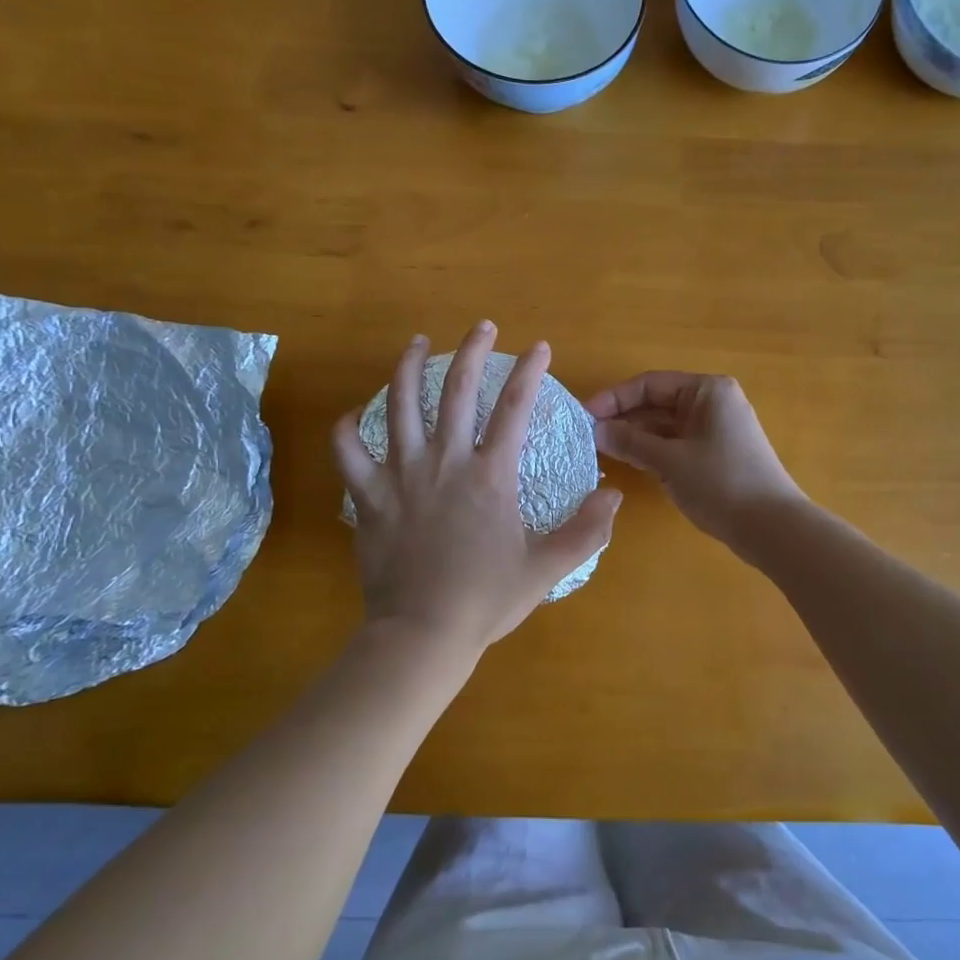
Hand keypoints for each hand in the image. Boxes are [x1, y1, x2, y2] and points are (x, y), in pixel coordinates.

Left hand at [334, 322, 621, 659]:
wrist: (422, 633)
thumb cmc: (486, 600)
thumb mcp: (547, 568)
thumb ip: (586, 530)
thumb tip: (612, 494)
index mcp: (490, 475)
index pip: (515, 407)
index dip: (530, 371)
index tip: (539, 347)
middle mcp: (445, 461)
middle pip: (458, 389)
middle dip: (473, 350)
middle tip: (482, 326)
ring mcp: (401, 474)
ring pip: (400, 404)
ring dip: (408, 367)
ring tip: (415, 343)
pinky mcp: (368, 496)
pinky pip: (347, 451)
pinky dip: (347, 427)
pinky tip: (354, 413)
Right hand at [586, 372, 802, 551]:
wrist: (771, 527)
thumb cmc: (721, 483)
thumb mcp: (670, 461)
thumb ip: (630, 442)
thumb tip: (595, 431)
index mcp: (706, 391)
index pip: (649, 384)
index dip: (614, 399)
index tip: (584, 417)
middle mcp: (712, 403)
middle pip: (657, 403)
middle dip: (623, 419)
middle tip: (587, 437)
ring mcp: (716, 430)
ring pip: (665, 426)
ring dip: (635, 437)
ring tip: (600, 451)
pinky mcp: (716, 455)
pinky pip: (676, 444)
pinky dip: (653, 451)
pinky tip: (628, 463)